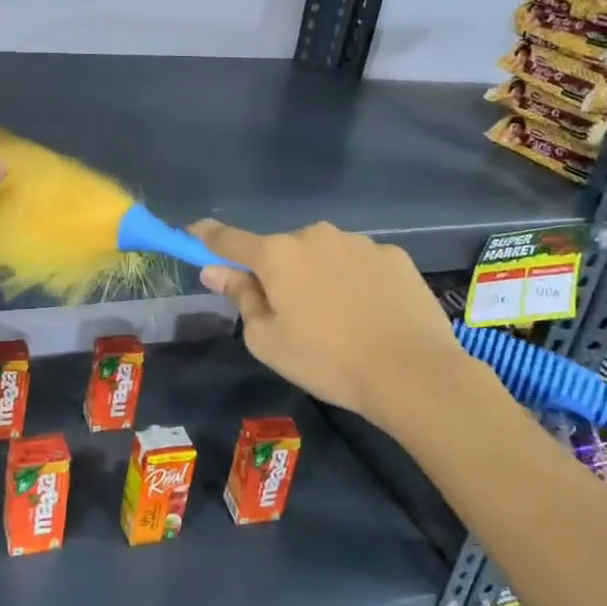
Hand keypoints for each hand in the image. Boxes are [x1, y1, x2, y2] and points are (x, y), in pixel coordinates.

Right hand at [190, 219, 466, 426]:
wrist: (413, 373)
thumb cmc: (327, 360)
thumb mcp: (267, 340)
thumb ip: (240, 297)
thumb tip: (215, 270)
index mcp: (277, 255)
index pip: (229, 239)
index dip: (207, 237)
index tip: (193, 232)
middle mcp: (315, 235)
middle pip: (282, 250)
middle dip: (278, 272)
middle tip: (290, 313)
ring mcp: (358, 242)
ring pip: (323, 254)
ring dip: (318, 275)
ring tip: (338, 319)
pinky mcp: (394, 255)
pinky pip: (359, 262)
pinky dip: (354, 280)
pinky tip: (370, 313)